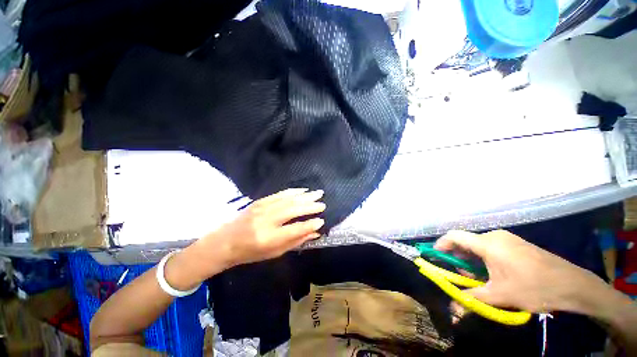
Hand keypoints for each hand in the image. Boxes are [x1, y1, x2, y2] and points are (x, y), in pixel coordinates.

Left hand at [198, 188, 325, 268]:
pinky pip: (280, 194)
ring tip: (318, 193)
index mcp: (269, 238)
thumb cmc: (250, 252)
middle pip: (293, 210)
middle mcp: (266, 220)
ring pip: (288, 199)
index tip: (321, 221)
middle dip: (310, 206)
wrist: (225, 242)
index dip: (310, 224)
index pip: (295, 229)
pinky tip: (303, 190)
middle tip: (323, 204)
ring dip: (305, 196)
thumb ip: (295, 241)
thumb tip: (314, 232)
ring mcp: (262, 208)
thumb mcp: (274, 253)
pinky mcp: (260, 201)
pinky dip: (293, 191)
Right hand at [434, 230, 606, 313]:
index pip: (454, 236)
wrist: (573, 285)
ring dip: (472, 260)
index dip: (441, 244)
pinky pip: (492, 247)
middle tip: (461, 276)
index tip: (436, 257)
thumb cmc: (534, 287)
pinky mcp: (516, 244)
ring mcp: (507, 239)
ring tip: (478, 278)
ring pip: (479, 246)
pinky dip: (484, 259)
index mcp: (487, 243)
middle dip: (458, 258)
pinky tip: (493, 274)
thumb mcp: (500, 296)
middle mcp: (494, 236)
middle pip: (466, 242)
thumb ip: (472, 299)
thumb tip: (453, 311)